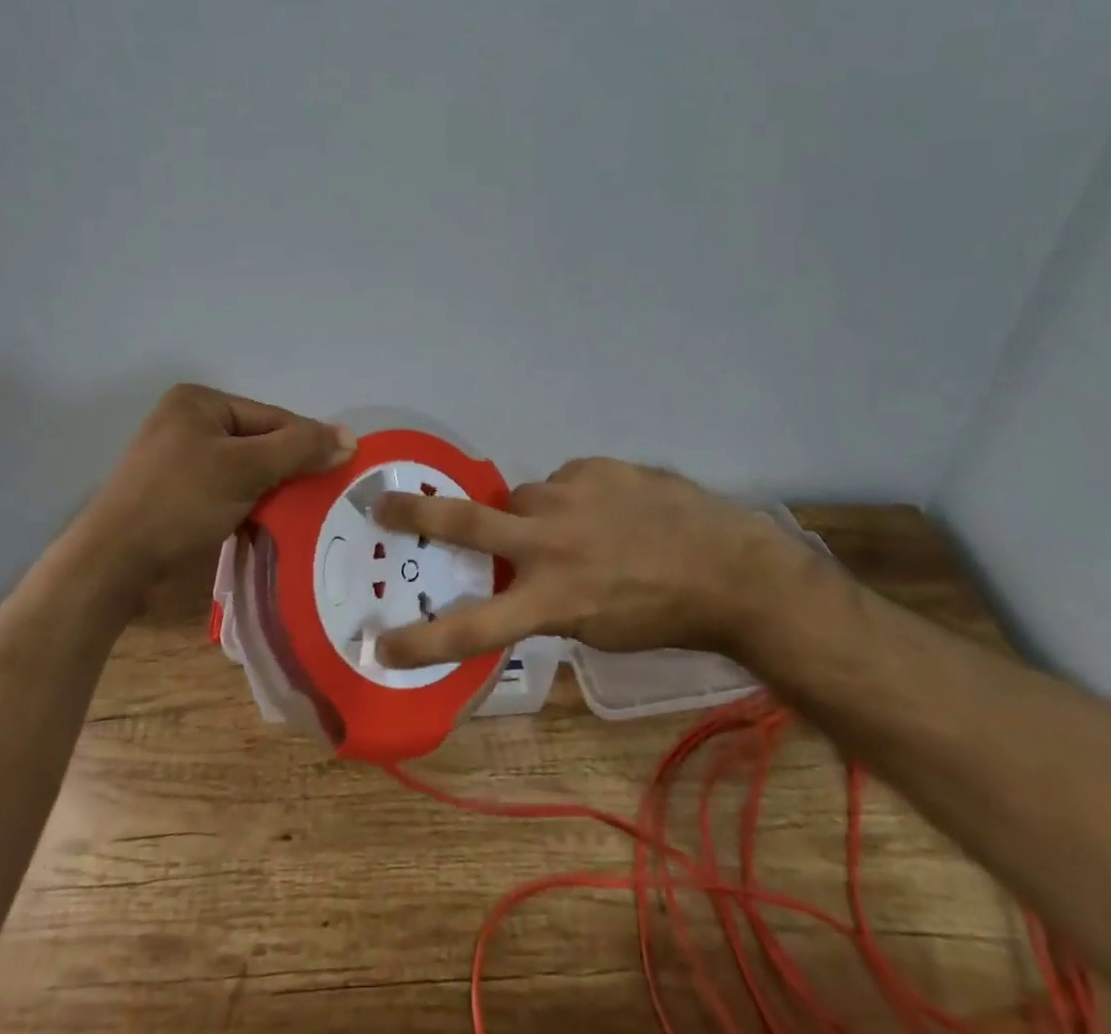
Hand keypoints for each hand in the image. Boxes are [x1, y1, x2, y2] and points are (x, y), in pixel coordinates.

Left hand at [72, 383, 354, 589]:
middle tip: (321, 497)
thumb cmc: (179, 502)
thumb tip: (351, 437)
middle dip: (288, 470)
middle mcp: (188, 421)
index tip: (338, 472)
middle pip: (260, 442)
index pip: (272, 417)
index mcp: (200, 401)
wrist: (112, 565)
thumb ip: (299, 449)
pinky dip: (249, 504)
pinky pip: (227, 489)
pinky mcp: (175, 493)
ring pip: (246, 469)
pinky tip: (268, 524)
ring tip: (301, 514)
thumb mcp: (246, 468)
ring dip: (271, 491)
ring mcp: (179, 458)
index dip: (306, 444)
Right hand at [372, 456, 804, 667]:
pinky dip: (574, 497)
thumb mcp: (597, 630)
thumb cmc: (664, 615)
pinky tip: (608, 510)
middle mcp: (549, 542)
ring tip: (573, 527)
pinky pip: (565, 481)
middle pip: (465, 522)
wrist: (730, 567)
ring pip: (521, 496)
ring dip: (531, 513)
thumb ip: (548, 602)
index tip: (380, 644)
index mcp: (551, 600)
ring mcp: (570, 495)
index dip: (421, 640)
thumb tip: (519, 577)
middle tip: (382, 503)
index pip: (472, 628)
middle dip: (416, 515)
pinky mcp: (593, 467)